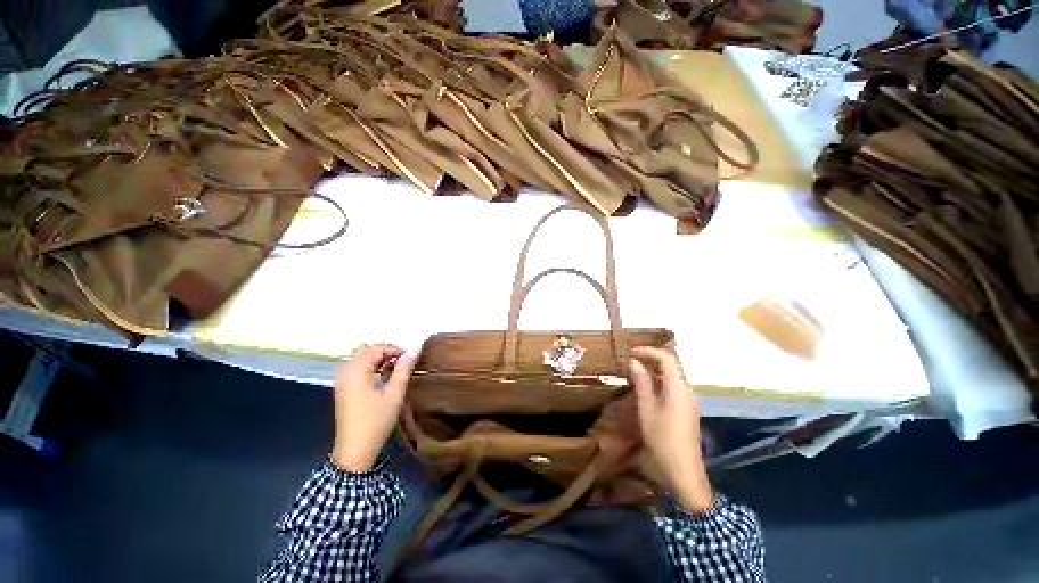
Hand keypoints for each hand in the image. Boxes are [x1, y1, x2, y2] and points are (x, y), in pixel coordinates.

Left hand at [330, 345, 416, 472]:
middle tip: (402, 362)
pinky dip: (369, 367)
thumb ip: (403, 369)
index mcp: (356, 371)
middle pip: (365, 351)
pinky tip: (381, 378)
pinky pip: (355, 369)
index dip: (394, 350)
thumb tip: (415, 349)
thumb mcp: (394, 394)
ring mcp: (341, 381)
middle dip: (385, 352)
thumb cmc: (376, 421)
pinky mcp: (342, 390)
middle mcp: (345, 372)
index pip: (376, 349)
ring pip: (359, 359)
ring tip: (394, 369)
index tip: (410, 359)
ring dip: (377, 359)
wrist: (355, 451)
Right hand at [630, 347, 714, 512]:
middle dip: (651, 358)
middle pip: (672, 365)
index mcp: (678, 387)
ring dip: (654, 370)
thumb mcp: (647, 409)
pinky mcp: (687, 411)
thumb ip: (642, 383)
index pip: (667, 358)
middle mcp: (687, 390)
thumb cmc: (662, 439)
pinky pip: (673, 387)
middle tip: (631, 360)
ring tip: (635, 372)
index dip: (649, 351)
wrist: (683, 473)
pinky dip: (659, 382)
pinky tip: (646, 389)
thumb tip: (634, 362)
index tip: (631, 352)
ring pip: (672, 376)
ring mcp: (688, 401)